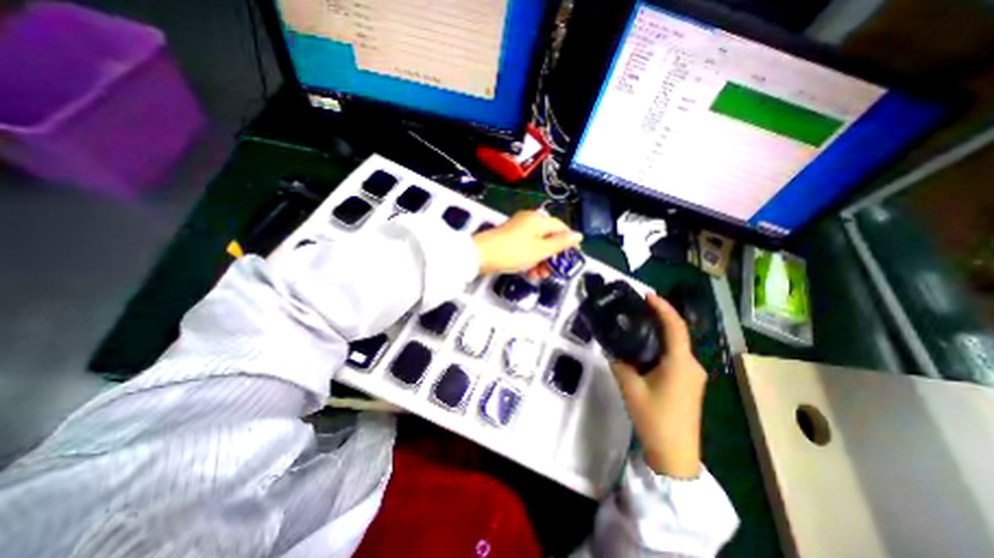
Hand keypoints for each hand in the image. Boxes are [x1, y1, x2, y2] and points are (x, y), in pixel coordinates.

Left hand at [474, 209, 584, 275]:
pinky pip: (525, 247)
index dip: (569, 241)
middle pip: (548, 237)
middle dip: (552, 255)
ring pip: (536, 244)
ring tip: (540, 275)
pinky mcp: (508, 238)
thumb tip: (578, 235)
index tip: (573, 257)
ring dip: (541, 260)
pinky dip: (529, 259)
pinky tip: (529, 272)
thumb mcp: (540, 250)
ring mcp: (517, 229)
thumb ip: (560, 243)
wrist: (480, 255)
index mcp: (538, 220)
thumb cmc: (513, 252)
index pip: (561, 227)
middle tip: (554, 271)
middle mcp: (529, 221)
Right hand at [607, 292, 706, 479]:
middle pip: (677, 333)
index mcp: (680, 363)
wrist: (675, 455)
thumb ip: (620, 363)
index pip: (675, 326)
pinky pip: (675, 356)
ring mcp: (693, 375)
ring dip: (659, 332)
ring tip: (637, 323)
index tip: (647, 295)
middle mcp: (691, 365)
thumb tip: (613, 349)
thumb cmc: (654, 419)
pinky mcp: (689, 383)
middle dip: (659, 317)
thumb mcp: (630, 388)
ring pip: (676, 345)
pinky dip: (661, 346)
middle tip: (637, 308)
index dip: (663, 308)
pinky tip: (645, 347)